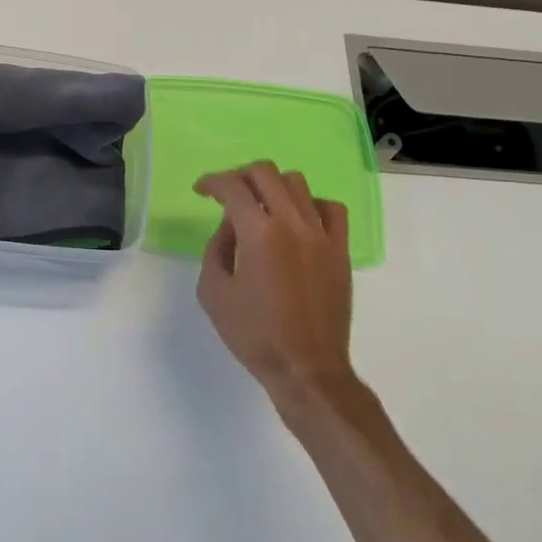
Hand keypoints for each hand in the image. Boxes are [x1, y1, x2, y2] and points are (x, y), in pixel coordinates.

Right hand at [194, 162, 353, 399]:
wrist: (306, 367)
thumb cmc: (253, 334)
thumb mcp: (213, 293)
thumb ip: (216, 249)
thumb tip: (230, 227)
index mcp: (258, 233)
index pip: (232, 187)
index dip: (212, 182)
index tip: (202, 190)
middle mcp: (292, 223)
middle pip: (265, 173)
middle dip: (240, 177)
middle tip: (228, 195)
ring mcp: (321, 234)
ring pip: (297, 183)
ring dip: (273, 187)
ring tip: (262, 207)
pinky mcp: (340, 249)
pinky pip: (330, 208)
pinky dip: (310, 204)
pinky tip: (298, 220)